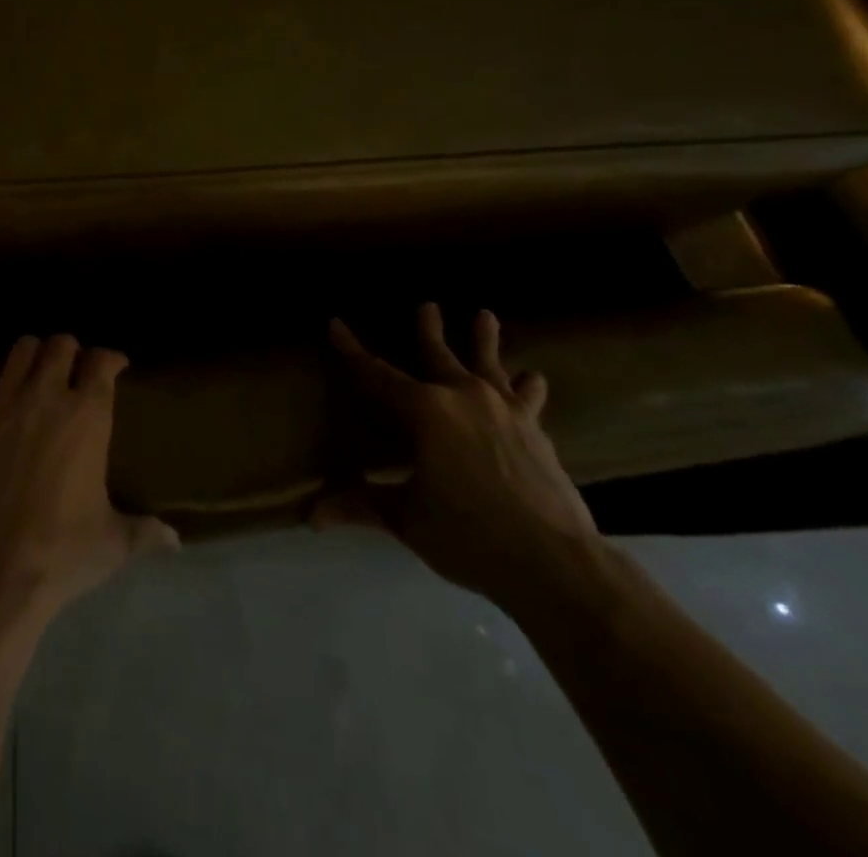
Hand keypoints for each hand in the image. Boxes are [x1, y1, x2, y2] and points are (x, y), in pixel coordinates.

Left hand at [0, 334, 178, 618]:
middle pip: (60, 344)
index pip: (102, 362)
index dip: (110, 359)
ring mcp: (0, 403)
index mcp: (87, 417)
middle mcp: (45, 396)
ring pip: (20, 349)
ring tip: (32, 373)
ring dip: (31, 356)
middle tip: (70, 369)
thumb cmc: (59, 554)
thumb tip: (175, 540)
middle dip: (69, 351)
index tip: (113, 366)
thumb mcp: (111, 544)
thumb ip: (144, 532)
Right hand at [317, 304, 601, 611]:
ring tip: (485, 315)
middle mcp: (463, 397)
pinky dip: (527, 386)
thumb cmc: (469, 535)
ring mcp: (505, 411)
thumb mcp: (407, 519)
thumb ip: (362, 505)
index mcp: (425, 411)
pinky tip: (533, 378)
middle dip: (428, 329)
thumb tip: (312, 516)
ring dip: (485, 341)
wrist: (556, 563)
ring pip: (489, 364)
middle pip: (438, 355)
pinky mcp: (536, 431)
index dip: (352, 350)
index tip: (336, 324)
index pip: (377, 374)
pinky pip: (528, 399)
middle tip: (428, 305)